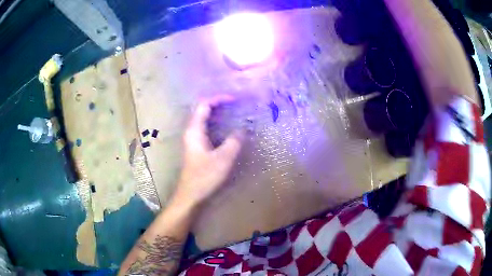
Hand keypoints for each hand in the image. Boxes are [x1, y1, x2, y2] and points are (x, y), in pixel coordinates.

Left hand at [172, 97, 243, 208]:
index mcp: (194, 130)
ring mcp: (193, 139)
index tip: (234, 99)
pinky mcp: (196, 146)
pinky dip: (217, 123)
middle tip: (236, 103)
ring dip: (217, 113)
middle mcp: (191, 131)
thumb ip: (234, 141)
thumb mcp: (223, 159)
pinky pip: (206, 128)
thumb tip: (242, 129)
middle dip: (218, 103)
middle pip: (202, 109)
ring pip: (204, 119)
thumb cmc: (205, 176)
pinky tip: (227, 128)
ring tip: (234, 111)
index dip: (219, 98)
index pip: (204, 105)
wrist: (191, 194)